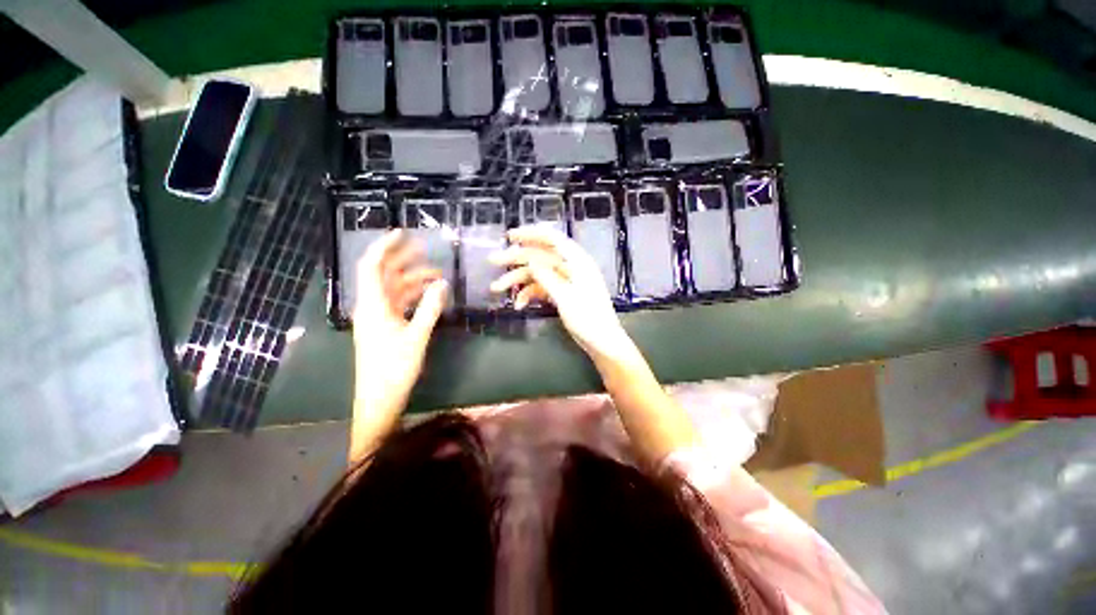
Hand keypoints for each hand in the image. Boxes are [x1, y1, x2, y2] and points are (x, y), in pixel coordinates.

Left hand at [349, 230, 447, 461]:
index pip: (372, 266)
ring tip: (436, 274)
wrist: (379, 398)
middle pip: (384, 274)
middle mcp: (372, 306)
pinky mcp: (385, 326)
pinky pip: (399, 302)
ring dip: (412, 279)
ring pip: (394, 289)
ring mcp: (378, 317)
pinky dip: (413, 295)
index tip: (402, 233)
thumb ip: (430, 308)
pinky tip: (429, 294)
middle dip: (403, 259)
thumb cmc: (394, 368)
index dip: (385, 247)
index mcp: (373, 305)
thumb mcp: (416, 336)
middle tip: (425, 249)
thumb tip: (442, 283)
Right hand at [489, 227, 638, 365]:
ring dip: (517, 280)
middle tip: (493, 261)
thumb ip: (547, 276)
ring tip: (495, 288)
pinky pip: (541, 288)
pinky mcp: (561, 294)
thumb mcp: (566, 297)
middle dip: (516, 259)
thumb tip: (529, 259)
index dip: (531, 234)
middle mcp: (570, 267)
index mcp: (577, 261)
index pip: (552, 239)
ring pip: (537, 273)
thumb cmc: (589, 319)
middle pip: (540, 256)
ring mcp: (565, 281)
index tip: (509, 236)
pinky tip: (518, 305)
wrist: (602, 342)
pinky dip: (529, 294)